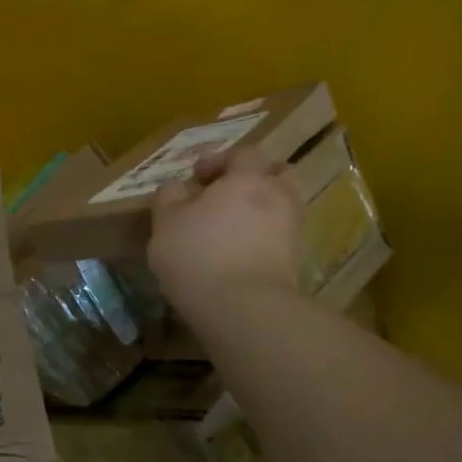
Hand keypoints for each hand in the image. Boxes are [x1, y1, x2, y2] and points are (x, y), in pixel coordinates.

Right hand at [148, 146, 304, 314]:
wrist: (244, 308)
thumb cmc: (198, 255)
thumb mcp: (165, 222)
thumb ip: (170, 197)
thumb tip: (177, 188)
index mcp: (247, 178)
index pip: (242, 153)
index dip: (218, 160)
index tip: (196, 178)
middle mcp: (278, 197)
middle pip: (277, 174)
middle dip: (254, 179)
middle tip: (228, 195)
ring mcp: (292, 230)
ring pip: (282, 207)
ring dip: (261, 210)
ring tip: (233, 229)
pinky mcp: (296, 262)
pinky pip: (281, 238)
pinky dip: (264, 239)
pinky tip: (241, 254)